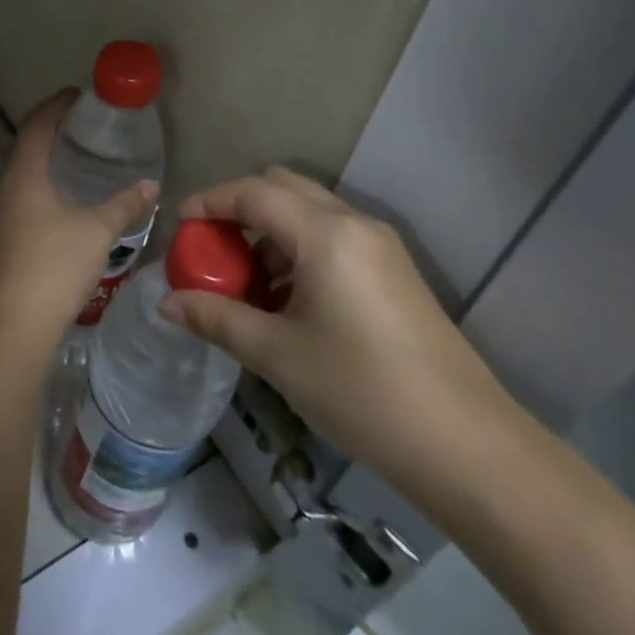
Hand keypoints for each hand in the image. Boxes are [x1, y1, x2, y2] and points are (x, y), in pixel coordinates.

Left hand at [0, 91, 158, 350]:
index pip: (36, 124)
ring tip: (81, 157)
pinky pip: (25, 195)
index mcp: (24, 174)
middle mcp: (7, 187)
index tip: (78, 94)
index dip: (56, 105)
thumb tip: (151, 185)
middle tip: (85, 124)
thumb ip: (124, 204)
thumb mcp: (97, 230)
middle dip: (53, 129)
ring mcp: (2, 214)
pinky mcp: (5, 237)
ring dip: (49, 159)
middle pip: (27, 145)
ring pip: (25, 172)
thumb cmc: (54, 264)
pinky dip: (46, 184)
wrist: (15, 324)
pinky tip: (68, 199)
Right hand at [160, 167, 522, 511]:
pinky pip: (334, 236)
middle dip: (241, 208)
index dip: (211, 201)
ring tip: (248, 283)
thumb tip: (166, 304)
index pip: (254, 192)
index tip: (180, 223)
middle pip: (283, 186)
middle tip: (212, 248)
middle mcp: (354, 223)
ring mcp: (381, 245)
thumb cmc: (363, 393)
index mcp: (324, 233)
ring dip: (271, 230)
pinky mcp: (395, 270)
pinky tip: (290, 300)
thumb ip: (217, 319)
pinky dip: (300, 248)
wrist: (469, 447)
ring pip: (310, 210)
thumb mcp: (278, 356)